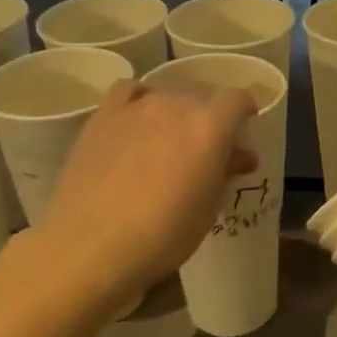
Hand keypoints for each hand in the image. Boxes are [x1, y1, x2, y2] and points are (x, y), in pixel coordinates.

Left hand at [37, 79, 256, 298]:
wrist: (91, 245)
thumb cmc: (163, 235)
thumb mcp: (207, 209)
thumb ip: (226, 172)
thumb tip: (243, 156)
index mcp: (210, 126)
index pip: (238, 100)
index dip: (245, 112)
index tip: (243, 130)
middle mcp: (175, 105)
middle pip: (202, 95)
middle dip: (210, 116)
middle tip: (205, 148)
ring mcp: (135, 107)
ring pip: (166, 94)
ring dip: (175, 111)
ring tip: (168, 139)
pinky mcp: (102, 116)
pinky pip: (128, 92)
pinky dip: (139, 100)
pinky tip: (136, 122)